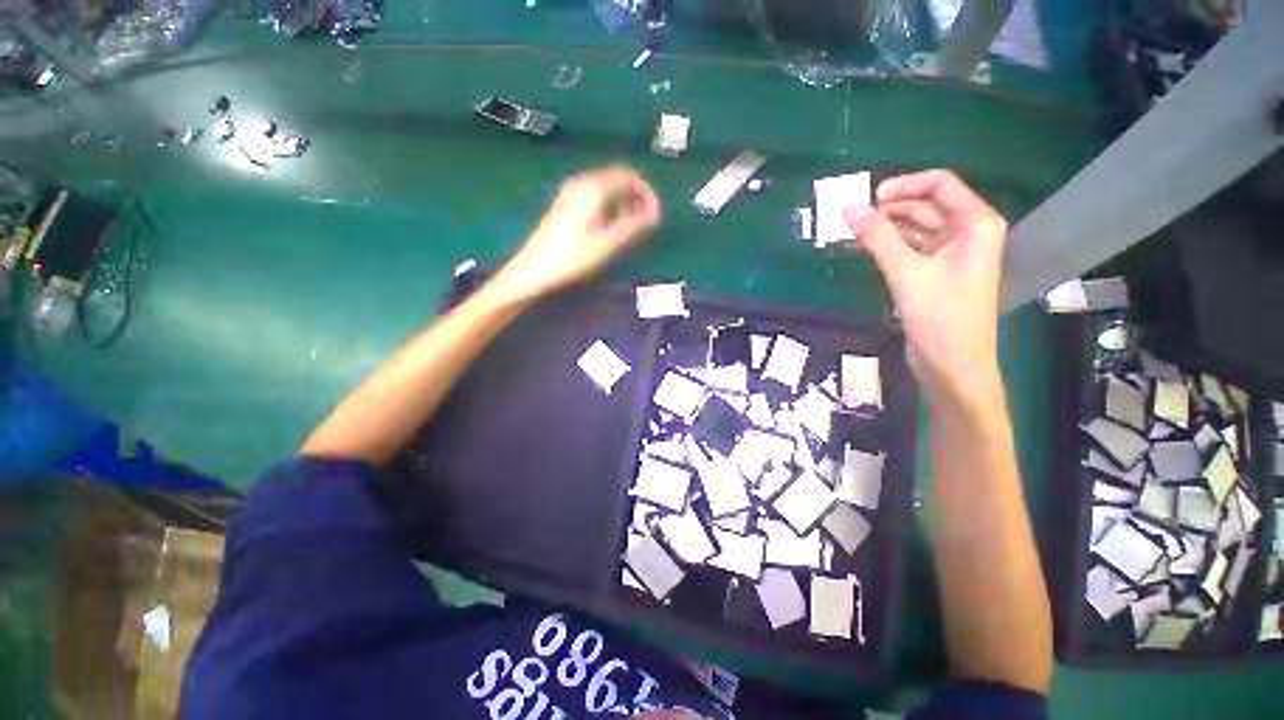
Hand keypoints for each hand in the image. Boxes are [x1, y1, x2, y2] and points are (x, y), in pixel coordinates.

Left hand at [495, 166, 661, 302]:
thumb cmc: (572, 258)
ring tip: (634, 225)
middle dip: (637, 195)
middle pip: (617, 178)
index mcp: (592, 188)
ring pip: (606, 186)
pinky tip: (612, 224)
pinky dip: (610, 204)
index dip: (647, 191)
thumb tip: (656, 213)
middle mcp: (581, 183)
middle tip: (648, 220)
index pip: (628, 176)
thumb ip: (633, 225)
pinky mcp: (565, 203)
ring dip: (624, 200)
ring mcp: (571, 192)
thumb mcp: (607, 243)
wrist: (533, 269)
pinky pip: (595, 194)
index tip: (656, 213)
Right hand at [843, 170, 1008, 405]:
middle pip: (927, 205)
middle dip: (890, 208)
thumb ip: (878, 237)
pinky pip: (910, 249)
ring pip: (916, 228)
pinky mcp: (935, 274)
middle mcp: (967, 233)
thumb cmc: (939, 317)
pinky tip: (863, 248)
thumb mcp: (907, 272)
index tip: (869, 198)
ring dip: (885, 228)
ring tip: (852, 231)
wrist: (952, 366)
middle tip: (853, 217)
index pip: (941, 185)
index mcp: (975, 224)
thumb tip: (849, 207)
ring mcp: (952, 255)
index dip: (904, 186)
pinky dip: (888, 246)